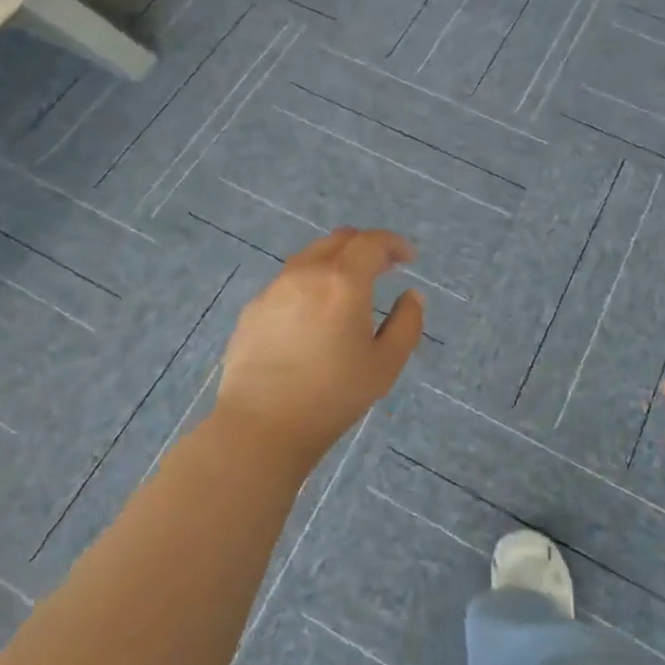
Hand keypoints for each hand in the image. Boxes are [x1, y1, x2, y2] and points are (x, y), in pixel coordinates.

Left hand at [213, 228, 424, 471]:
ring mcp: (275, 288)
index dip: (394, 244)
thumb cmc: (332, 396)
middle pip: (339, 239)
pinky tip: (313, 313)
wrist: (261, 425)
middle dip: (366, 245)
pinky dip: (310, 282)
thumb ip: (406, 323)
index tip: (409, 258)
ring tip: (348, 287)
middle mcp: (307, 272)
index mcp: (343, 281)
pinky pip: (288, 280)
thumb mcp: (385, 364)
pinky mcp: (253, 307)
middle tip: (383, 266)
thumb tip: (411, 294)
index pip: (372, 242)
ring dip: (336, 260)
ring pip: (310, 255)